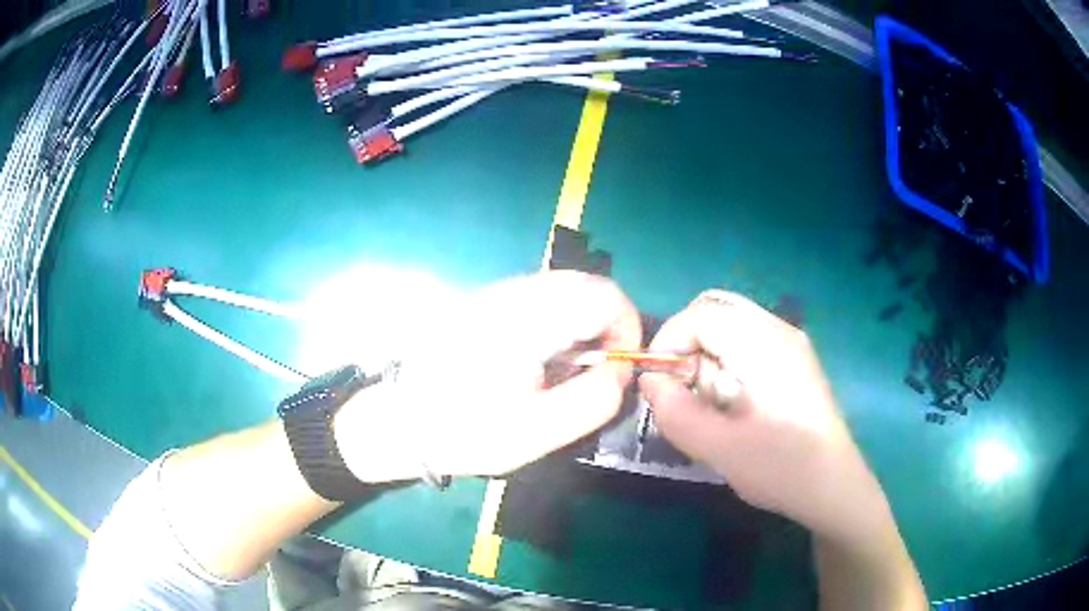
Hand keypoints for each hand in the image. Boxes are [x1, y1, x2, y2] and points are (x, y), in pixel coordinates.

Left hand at [337, 271, 640, 482]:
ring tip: (566, 370)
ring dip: (583, 323)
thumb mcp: (537, 433)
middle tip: (595, 371)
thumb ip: (593, 401)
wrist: (399, 422)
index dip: (627, 328)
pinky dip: (560, 321)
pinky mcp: (488, 300)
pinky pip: (542, 297)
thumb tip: (620, 369)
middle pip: (587, 284)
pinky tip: (541, 359)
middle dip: (607, 325)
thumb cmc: (465, 432)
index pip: (604, 294)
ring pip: (565, 288)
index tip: (617, 369)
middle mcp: (512, 293)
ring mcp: (497, 292)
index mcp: (526, 321)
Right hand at [639, 290, 889, 543]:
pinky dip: (726, 363)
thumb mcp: (718, 447)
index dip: (669, 341)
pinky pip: (746, 343)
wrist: (832, 486)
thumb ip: (675, 411)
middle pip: (715, 309)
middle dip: (687, 344)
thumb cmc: (779, 467)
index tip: (659, 383)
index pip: (701, 314)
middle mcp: (779, 331)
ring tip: (712, 404)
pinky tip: (733, 403)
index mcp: (764, 345)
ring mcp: (790, 343)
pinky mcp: (793, 360)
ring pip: (729, 325)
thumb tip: (650, 379)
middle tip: (684, 388)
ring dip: (708, 356)